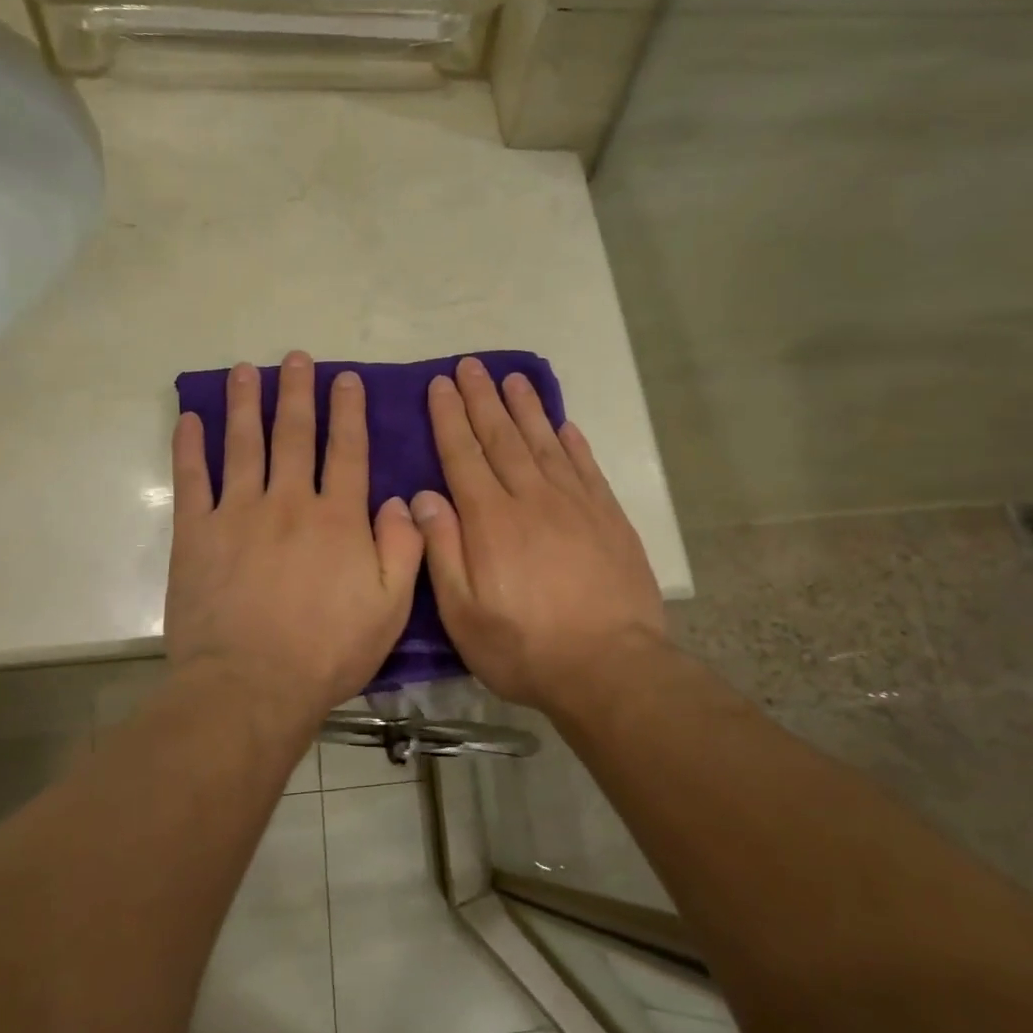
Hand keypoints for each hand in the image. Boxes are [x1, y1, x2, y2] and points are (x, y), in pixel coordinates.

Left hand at [166, 351, 424, 722]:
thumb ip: (404, 548)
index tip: (346, 379)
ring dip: (246, 403)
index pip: (347, 451)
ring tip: (246, 370)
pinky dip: (189, 446)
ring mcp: (238, 513)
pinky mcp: (197, 533)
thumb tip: (403, 501)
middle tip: (296, 357)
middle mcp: (289, 502)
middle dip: (298, 392)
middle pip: (294, 435)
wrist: (251, 685)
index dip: (348, 411)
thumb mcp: (390, 607)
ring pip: (243, 444)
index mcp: (337, 518)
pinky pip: (192, 479)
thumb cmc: (328, 651)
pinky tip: (189, 418)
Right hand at [411, 358, 666, 713]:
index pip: (463, 455)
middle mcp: (531, 499)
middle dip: (483, 399)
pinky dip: (572, 442)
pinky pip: (585, 467)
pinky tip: (563, 424)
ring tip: (513, 378)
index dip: (449, 417)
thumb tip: (423, 497)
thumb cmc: (524, 647)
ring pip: (544, 443)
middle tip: (471, 365)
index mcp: (490, 521)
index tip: (440, 384)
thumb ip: (442, 550)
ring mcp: (575, 505)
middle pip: (502, 438)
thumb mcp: (463, 613)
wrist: (609, 667)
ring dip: (526, 408)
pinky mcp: (608, 518)